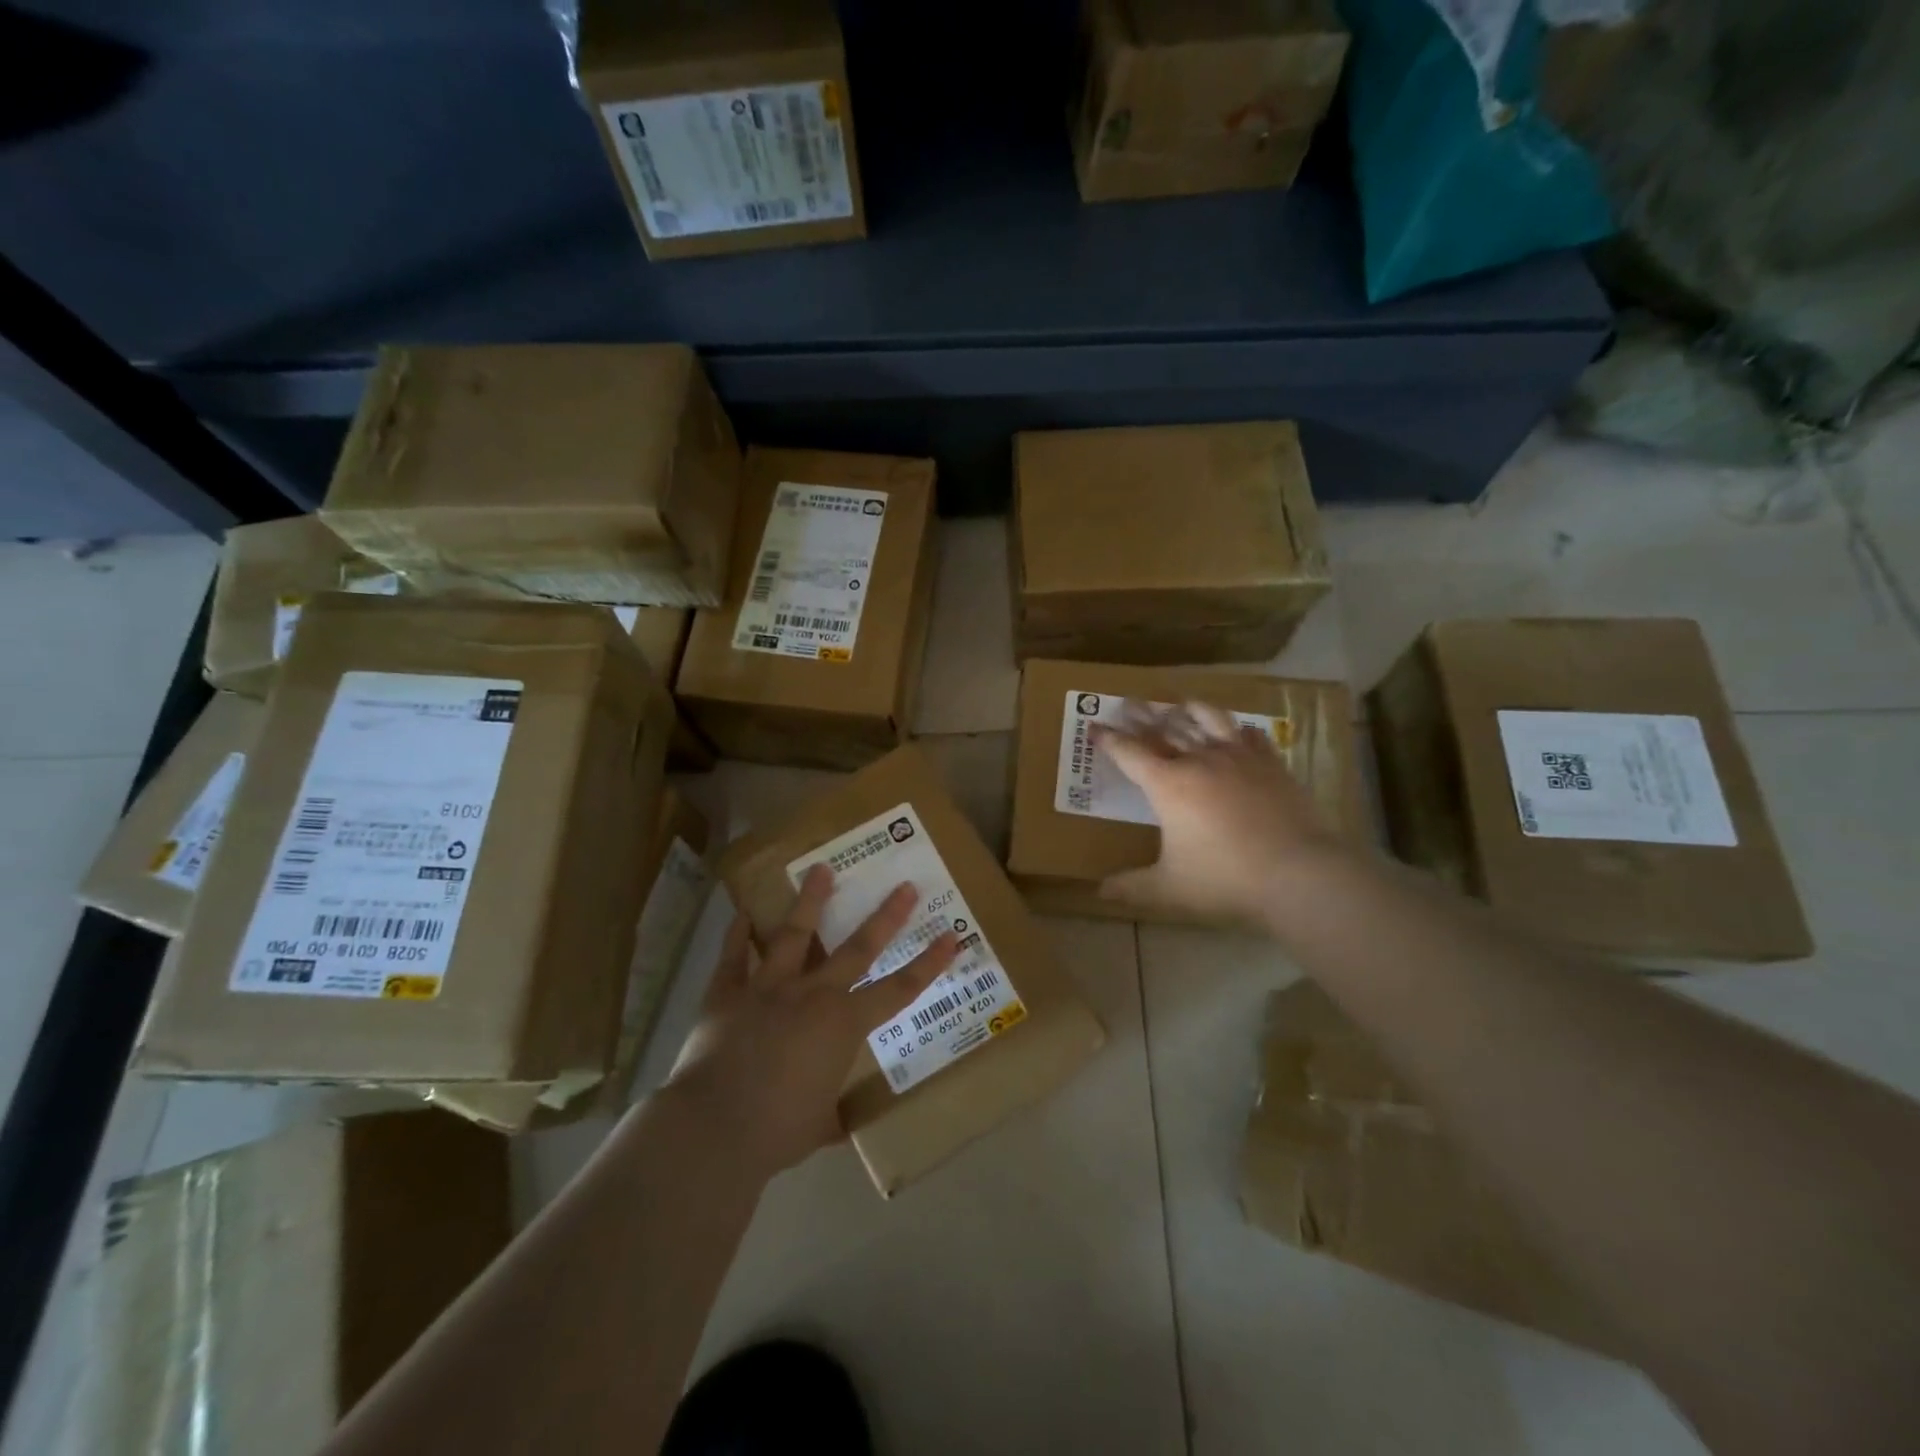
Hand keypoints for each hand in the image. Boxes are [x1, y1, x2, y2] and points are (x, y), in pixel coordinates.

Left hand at [665, 865, 957, 1174]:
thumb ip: (830, 1114)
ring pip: (794, 934)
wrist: (714, 1127)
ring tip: (821, 868)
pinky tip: (743, 912)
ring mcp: (768, 987)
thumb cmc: (777, 1131)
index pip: (898, 990)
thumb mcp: (817, 1126)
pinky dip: (738, 934)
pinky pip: (733, 956)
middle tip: (905, 886)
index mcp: (842, 1024)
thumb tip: (837, 1123)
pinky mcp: (727, 992)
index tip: (951, 937)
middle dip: (886, 916)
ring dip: (810, 900)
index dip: (928, 964)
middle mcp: (812, 994)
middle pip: (857, 947)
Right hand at [1097, 701, 1344, 923]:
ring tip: (1180, 705)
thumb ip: (1131, 887)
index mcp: (1168, 784)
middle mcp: (1199, 760)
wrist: (1297, 873)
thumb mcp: (1169, 889)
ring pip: (1208, 718)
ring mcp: (1238, 757)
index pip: (1129, 753)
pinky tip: (1237, 731)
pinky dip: (1237, 730)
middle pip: (1164, 727)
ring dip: (1188, 710)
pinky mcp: (1271, 763)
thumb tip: (1099, 892)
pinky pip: (1250, 735)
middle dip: (1141, 715)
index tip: (1095, 727)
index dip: (1109, 739)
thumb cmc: (1225, 879)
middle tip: (1127, 702)